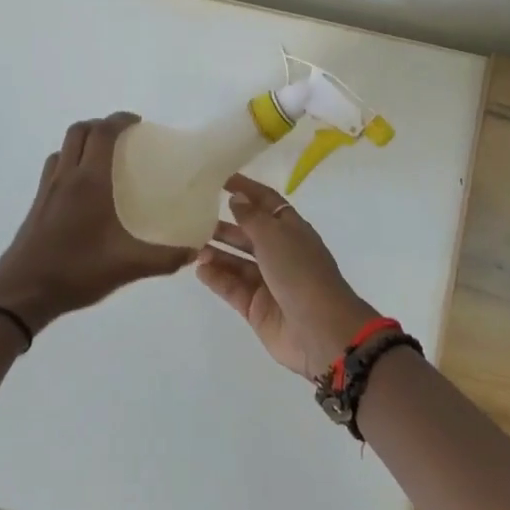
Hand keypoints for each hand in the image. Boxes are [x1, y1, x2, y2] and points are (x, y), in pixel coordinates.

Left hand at [0, 113, 194, 333]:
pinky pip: (53, 168)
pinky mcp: (36, 205)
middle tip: (123, 138)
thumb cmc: (76, 271)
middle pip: (79, 131)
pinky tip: (81, 188)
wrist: (21, 293)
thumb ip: (164, 258)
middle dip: (101, 125)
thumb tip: (193, 251)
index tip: (139, 123)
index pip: (103, 132)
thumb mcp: (127, 266)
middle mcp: (66, 176)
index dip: (120, 119)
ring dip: (82, 141)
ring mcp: (47, 190)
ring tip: (102, 157)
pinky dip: (69, 162)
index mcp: (90, 181)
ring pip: (63, 148)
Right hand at [194, 173, 380, 378]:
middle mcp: (280, 252)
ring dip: (216, 252)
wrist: (319, 330)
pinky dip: (216, 277)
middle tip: (194, 215)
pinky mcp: (256, 307)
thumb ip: (251, 217)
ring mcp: (268, 281)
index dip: (246, 189)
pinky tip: (198, 268)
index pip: (266, 202)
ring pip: (237, 261)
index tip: (220, 179)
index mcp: (291, 229)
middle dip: (224, 224)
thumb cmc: (300, 272)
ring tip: (190, 244)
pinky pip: (232, 287)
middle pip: (248, 233)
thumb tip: (236, 198)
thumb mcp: (275, 237)